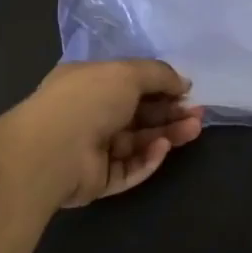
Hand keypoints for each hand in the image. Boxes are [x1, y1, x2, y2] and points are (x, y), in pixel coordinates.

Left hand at [15, 60, 204, 207]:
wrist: (54, 150)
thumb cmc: (88, 99)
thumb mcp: (128, 73)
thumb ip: (159, 75)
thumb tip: (183, 83)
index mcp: (88, 83)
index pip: (129, 84)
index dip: (159, 87)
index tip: (186, 91)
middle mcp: (89, 114)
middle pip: (137, 116)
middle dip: (169, 114)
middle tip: (197, 114)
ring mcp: (92, 150)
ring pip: (137, 143)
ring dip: (166, 135)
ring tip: (193, 130)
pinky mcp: (98, 180)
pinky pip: (129, 169)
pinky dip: (147, 159)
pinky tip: (161, 149)